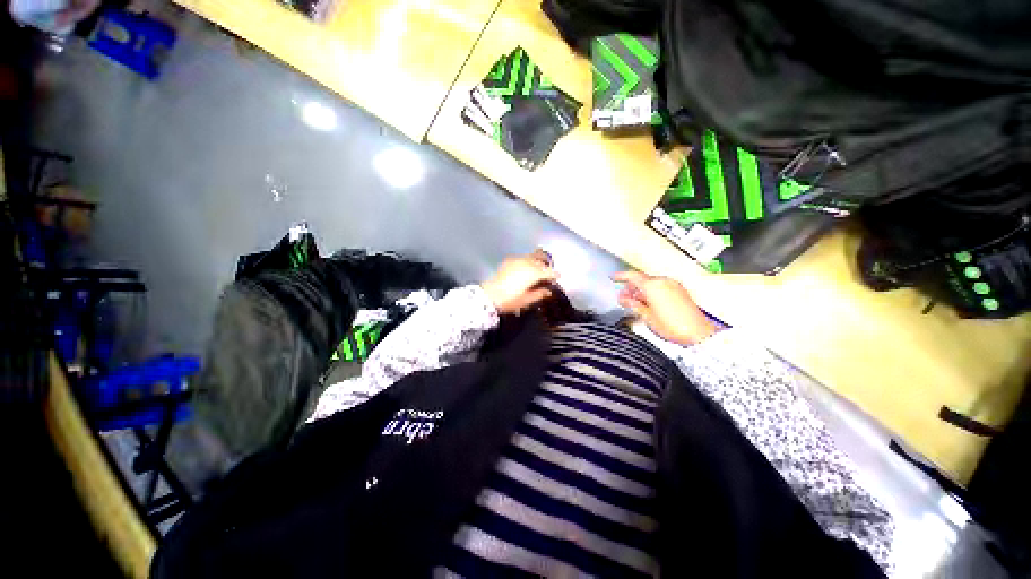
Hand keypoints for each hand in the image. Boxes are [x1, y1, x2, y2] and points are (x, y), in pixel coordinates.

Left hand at [482, 250, 558, 314]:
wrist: (489, 296)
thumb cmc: (510, 300)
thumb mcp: (527, 300)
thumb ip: (540, 294)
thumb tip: (548, 291)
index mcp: (534, 273)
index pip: (549, 271)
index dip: (555, 274)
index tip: (558, 277)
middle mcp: (527, 263)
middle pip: (541, 258)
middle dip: (547, 263)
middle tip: (549, 269)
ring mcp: (517, 260)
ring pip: (532, 256)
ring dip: (537, 260)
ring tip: (538, 267)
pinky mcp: (509, 260)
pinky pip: (522, 258)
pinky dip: (527, 261)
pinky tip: (525, 267)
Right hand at [613, 271, 716, 345]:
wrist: (698, 333)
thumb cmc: (673, 326)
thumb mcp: (646, 317)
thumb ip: (633, 304)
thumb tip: (623, 299)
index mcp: (653, 286)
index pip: (632, 276)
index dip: (621, 276)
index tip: (613, 277)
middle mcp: (664, 282)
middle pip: (642, 279)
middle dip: (631, 287)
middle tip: (623, 298)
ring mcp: (673, 285)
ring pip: (651, 283)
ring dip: (641, 290)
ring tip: (635, 303)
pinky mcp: (680, 290)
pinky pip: (661, 286)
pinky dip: (652, 292)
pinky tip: (649, 303)